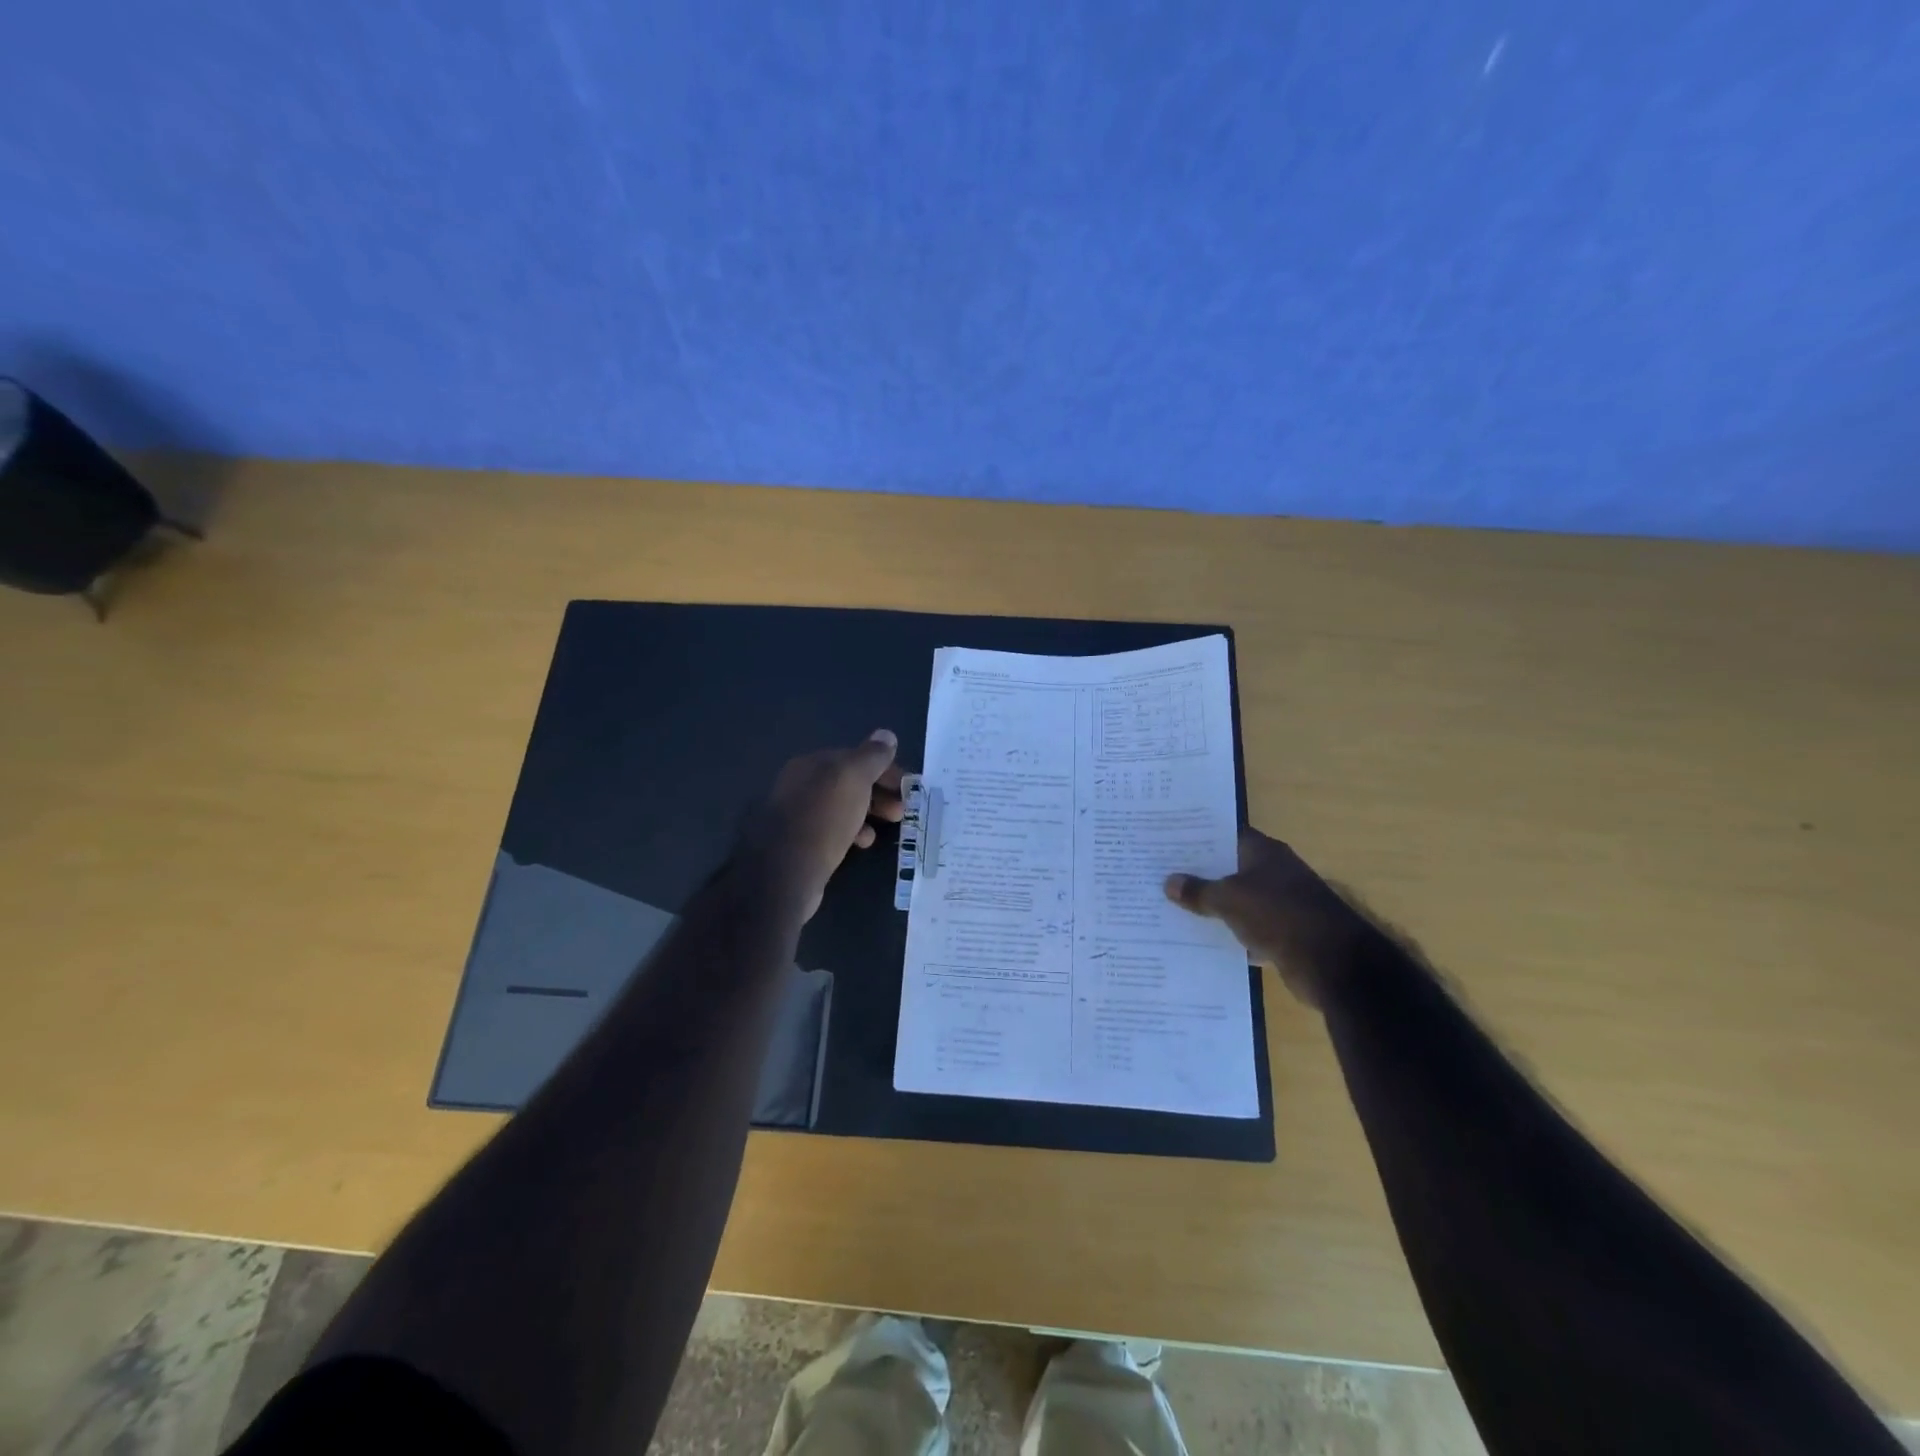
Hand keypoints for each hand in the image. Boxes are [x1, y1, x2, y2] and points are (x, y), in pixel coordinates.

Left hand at [751, 730, 904, 919]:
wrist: (786, 870)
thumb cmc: (824, 816)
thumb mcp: (854, 777)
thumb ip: (872, 756)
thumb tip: (886, 735)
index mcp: (812, 764)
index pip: (855, 757)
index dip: (885, 768)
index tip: (907, 785)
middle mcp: (802, 784)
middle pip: (849, 782)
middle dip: (880, 792)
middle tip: (901, 809)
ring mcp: (799, 815)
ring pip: (843, 806)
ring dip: (870, 812)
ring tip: (890, 825)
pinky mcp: (800, 843)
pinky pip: (834, 829)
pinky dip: (853, 832)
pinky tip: (863, 843)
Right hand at [1164, 829, 1370, 1005]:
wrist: (1332, 963)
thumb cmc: (1278, 915)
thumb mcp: (1229, 900)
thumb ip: (1199, 891)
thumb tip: (1169, 882)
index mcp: (1264, 852)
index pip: (1224, 835)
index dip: (1197, 838)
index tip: (1167, 841)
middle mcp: (1274, 872)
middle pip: (1229, 868)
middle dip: (1199, 874)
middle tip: (1160, 874)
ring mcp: (1281, 904)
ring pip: (1237, 901)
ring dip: (1212, 907)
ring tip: (1172, 908)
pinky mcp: (1284, 934)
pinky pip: (1247, 929)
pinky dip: (1229, 935)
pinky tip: (1201, 940)